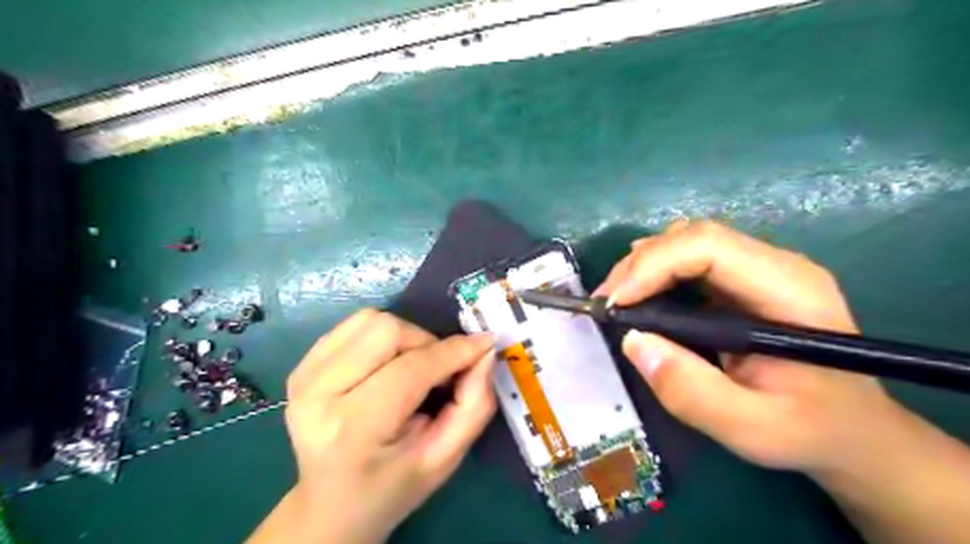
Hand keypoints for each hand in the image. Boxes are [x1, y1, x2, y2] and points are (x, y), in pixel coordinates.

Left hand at [248, 310, 492, 542]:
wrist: (332, 503)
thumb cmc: (394, 485)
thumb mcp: (445, 458)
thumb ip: (474, 405)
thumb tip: (485, 350)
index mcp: (352, 430)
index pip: (411, 369)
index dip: (454, 352)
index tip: (484, 344)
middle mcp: (318, 394)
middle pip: (386, 330)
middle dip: (426, 343)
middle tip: (438, 371)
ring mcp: (304, 375)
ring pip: (370, 320)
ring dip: (405, 336)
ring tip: (411, 367)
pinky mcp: (302, 364)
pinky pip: (353, 325)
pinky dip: (381, 335)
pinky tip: (386, 364)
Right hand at [596, 222, 896, 474]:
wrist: (852, 429)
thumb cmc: (809, 430)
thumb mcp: (750, 428)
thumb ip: (691, 391)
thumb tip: (633, 341)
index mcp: (788, 290)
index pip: (709, 247)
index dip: (653, 266)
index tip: (615, 304)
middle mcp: (775, 265)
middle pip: (694, 237)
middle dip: (639, 264)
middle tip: (606, 303)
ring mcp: (760, 269)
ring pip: (688, 241)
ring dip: (643, 265)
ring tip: (617, 299)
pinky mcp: (743, 280)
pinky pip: (690, 258)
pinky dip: (655, 271)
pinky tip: (639, 293)